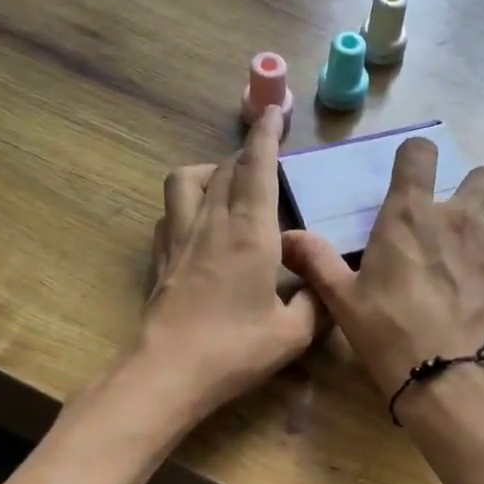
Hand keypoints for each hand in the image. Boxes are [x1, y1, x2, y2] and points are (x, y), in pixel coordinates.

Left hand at [138, 108, 320, 419]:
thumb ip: (315, 303)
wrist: (170, 371)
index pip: (258, 169)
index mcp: (251, 234)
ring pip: (186, 180)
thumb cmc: (237, 350)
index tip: (273, 112)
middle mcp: (213, 224)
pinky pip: (169, 212)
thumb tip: (324, 287)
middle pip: (226, 168)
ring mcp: (179, 238)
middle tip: (265, 154)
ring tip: (227, 183)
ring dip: (209, 170)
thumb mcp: (294, 333)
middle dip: (247, 152)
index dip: (266, 136)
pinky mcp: (159, 258)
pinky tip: (198, 222)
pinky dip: (186, 204)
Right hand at [282, 137, 483, 400]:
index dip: (417, 157)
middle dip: (474, 189)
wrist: (449, 380)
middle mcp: (461, 216)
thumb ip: (317, 261)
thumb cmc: (389, 335)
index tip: (414, 174)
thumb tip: (286, 237)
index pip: (419, 153)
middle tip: (461, 219)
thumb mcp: (342, 300)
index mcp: (410, 215)